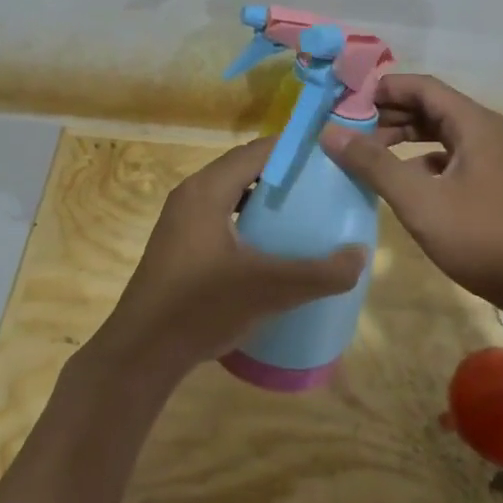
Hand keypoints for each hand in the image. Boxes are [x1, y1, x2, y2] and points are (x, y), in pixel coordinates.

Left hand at [84, 137, 367, 389]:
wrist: (142, 353)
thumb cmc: (201, 307)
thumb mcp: (269, 289)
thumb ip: (319, 273)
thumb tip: (361, 255)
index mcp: (207, 190)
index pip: (257, 151)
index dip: (294, 149)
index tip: (330, 157)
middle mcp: (191, 195)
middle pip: (244, 169)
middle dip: (283, 173)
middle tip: (323, 186)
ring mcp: (180, 221)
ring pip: (231, 194)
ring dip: (264, 198)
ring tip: (302, 213)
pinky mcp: (179, 245)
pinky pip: (220, 216)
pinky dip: (247, 220)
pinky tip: (269, 247)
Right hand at [321, 74, 502, 317]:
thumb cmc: (483, 238)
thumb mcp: (420, 201)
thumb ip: (374, 164)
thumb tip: (330, 131)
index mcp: (473, 123)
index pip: (421, 86)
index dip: (381, 88)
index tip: (343, 102)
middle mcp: (485, 131)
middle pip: (430, 106)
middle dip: (388, 113)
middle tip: (347, 128)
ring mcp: (493, 158)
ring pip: (440, 134)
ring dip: (404, 138)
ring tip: (367, 153)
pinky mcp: (494, 183)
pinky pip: (450, 158)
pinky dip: (422, 161)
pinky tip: (403, 182)